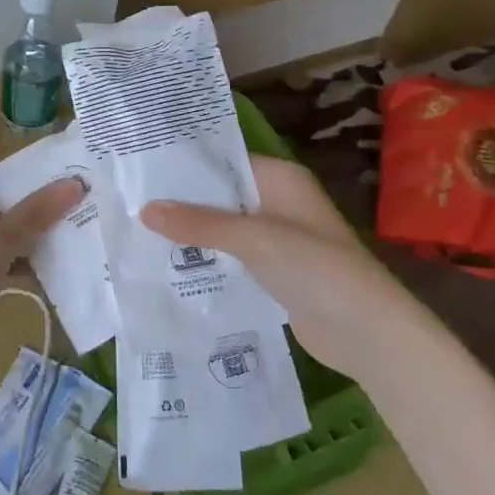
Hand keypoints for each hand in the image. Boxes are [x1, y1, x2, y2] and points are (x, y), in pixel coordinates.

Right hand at [139, 154, 387, 378]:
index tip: (139, 167)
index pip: (224, 161)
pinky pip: (230, 259)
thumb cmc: (316, 269)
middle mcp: (277, 203)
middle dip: (180, 203)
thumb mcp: (254, 239)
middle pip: (220, 196)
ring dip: (189, 235)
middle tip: (128, 202)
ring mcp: (276, 240)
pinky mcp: (272, 273)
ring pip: (222, 230)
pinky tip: (166, 266)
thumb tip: (145, 209)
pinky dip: (205, 261)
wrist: (367, 333)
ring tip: (136, 231)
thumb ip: (200, 224)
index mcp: (280, 180)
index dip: (185, 165)